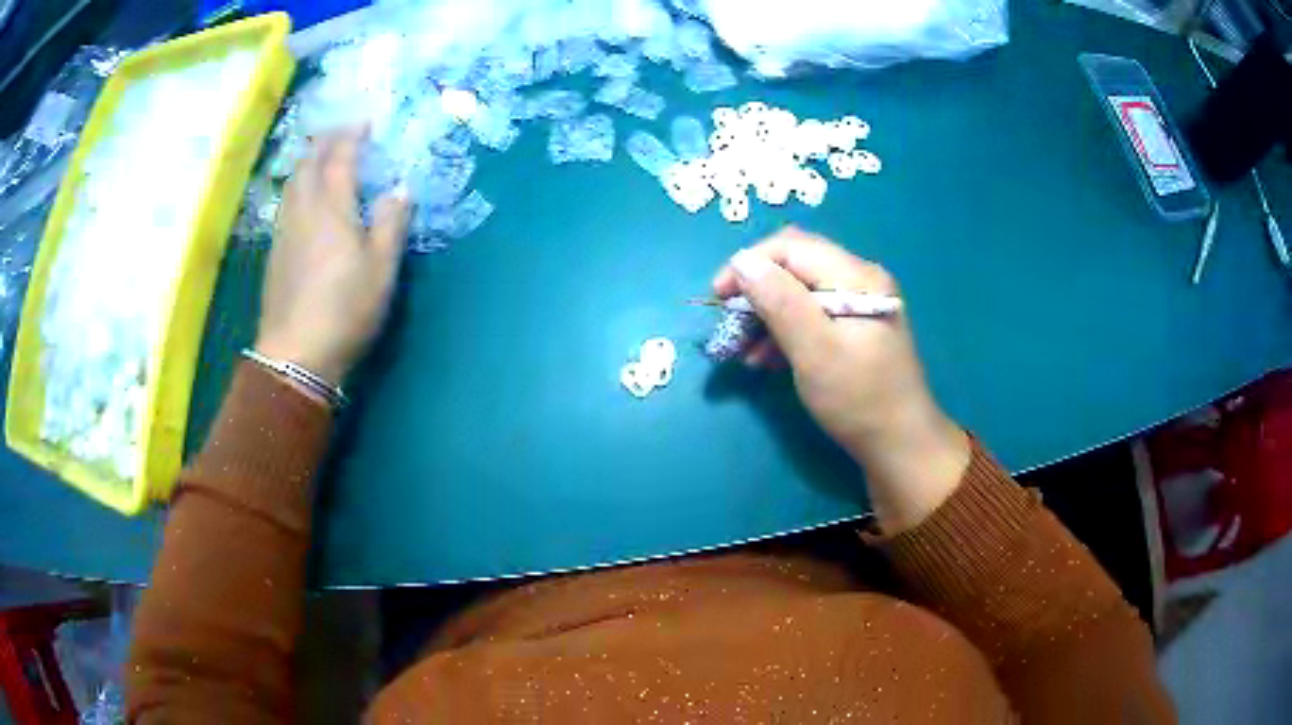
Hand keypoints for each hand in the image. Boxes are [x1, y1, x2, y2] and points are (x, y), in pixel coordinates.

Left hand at [255, 127, 409, 386]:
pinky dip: (297, 184)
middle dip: (325, 140)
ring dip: (307, 160)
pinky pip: (286, 201)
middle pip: (308, 162)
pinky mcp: (275, 251)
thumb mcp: (382, 268)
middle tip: (342, 132)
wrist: (296, 353)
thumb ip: (392, 223)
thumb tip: (400, 188)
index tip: (365, 120)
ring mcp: (284, 230)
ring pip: (292, 181)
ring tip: (321, 156)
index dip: (353, 135)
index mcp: (332, 207)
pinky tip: (303, 195)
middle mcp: (303, 209)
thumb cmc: (345, 309)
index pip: (340, 157)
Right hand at [712, 227, 969, 532]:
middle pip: (795, 266)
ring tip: (742, 351)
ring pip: (799, 292)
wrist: (901, 446)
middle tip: (729, 323)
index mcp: (855, 276)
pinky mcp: (854, 329)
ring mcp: (859, 304)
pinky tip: (764, 359)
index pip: (791, 247)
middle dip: (756, 290)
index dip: (749, 264)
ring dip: (766, 315)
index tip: (718, 298)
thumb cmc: (859, 399)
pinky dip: (784, 331)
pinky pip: (810, 316)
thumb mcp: (815, 351)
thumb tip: (741, 260)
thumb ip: (779, 301)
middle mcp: (859, 279)